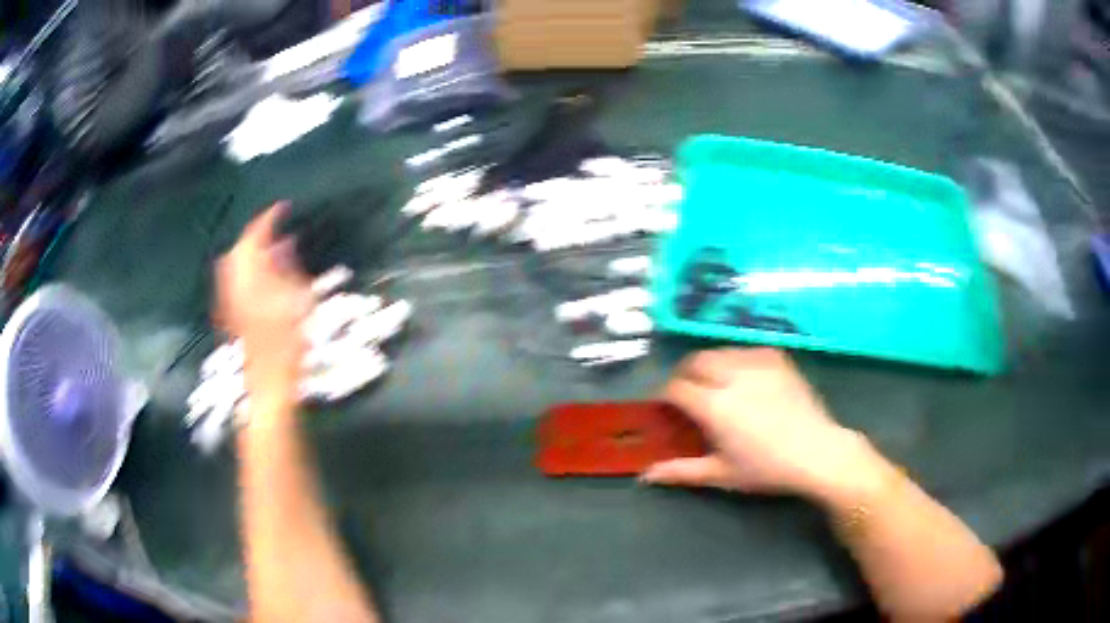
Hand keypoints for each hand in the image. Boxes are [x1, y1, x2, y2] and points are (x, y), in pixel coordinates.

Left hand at [216, 203, 312, 382]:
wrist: (269, 382)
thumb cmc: (291, 345)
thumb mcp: (300, 301)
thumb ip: (289, 267)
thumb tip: (284, 242)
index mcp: (253, 278)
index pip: (255, 237)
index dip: (268, 218)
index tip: (283, 208)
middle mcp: (234, 285)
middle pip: (238, 247)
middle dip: (254, 233)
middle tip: (274, 227)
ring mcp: (228, 300)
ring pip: (231, 262)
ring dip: (246, 249)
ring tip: (265, 247)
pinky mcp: (228, 313)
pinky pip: (229, 278)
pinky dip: (241, 266)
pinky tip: (255, 273)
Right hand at [642, 349, 878, 498]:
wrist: (817, 452)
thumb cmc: (767, 468)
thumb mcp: (721, 474)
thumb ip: (681, 471)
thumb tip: (646, 475)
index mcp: (714, 406)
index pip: (676, 388)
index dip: (665, 396)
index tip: (666, 408)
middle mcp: (732, 376)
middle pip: (694, 361)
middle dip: (684, 375)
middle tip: (688, 395)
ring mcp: (756, 363)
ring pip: (718, 351)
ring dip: (708, 365)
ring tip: (714, 384)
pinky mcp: (776, 358)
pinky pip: (744, 349)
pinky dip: (734, 359)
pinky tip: (742, 377)